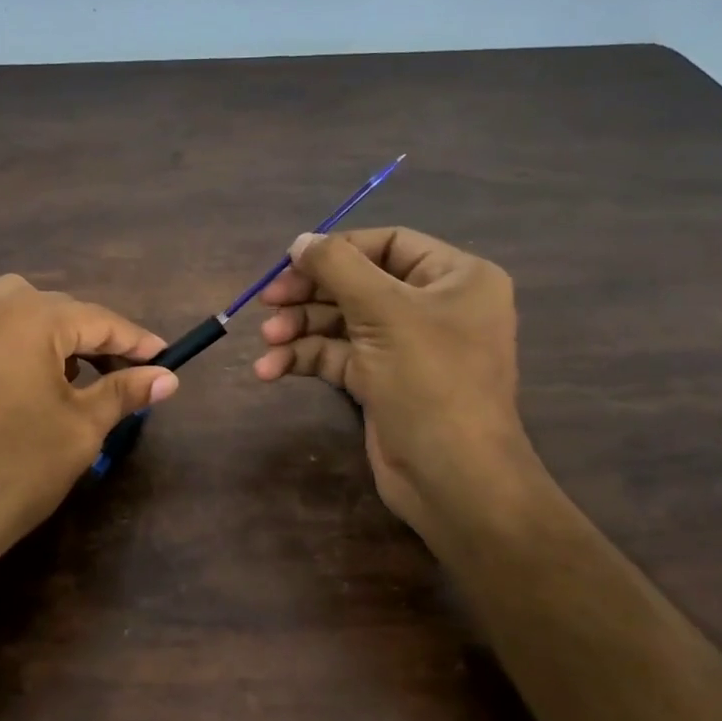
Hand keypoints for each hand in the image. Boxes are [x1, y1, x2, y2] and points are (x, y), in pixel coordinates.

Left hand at [0, 275, 178, 590]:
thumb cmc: (12, 471)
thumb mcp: (80, 430)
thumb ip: (124, 392)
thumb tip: (167, 377)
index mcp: (26, 316)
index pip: (97, 318)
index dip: (136, 341)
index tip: (167, 358)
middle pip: (56, 310)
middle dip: (94, 338)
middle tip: (125, 373)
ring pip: (18, 315)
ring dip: (53, 340)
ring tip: (76, 381)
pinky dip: (17, 349)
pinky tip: (27, 388)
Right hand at [252, 228, 533, 538]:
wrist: (453, 479)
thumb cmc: (430, 381)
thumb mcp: (383, 312)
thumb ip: (337, 267)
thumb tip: (300, 241)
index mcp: (455, 278)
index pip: (388, 244)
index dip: (337, 249)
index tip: (290, 261)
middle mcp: (433, 306)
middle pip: (358, 282)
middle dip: (309, 294)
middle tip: (265, 301)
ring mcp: (406, 346)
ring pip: (342, 321)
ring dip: (299, 329)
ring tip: (265, 341)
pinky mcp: (382, 381)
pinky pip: (338, 356)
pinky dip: (305, 359)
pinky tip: (270, 370)